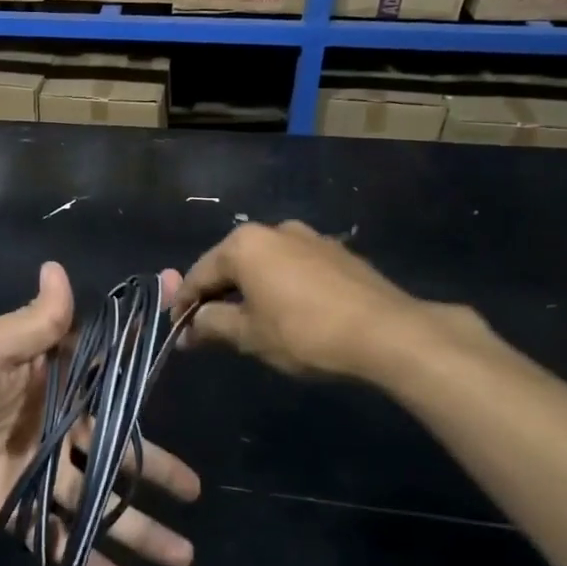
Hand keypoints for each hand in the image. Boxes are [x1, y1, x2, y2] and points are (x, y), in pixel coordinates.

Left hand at [0, 263, 200, 565]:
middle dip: (151, 470)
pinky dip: (81, 557)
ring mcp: (27, 466)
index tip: (182, 369)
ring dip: (131, 526)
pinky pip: (51, 532)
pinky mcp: (6, 506)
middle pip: (107, 446)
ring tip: (179, 556)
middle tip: (194, 493)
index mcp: (43, 377)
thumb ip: (33, 322)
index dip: (141, 380)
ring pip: (90, 497)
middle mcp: (44, 420)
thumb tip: (59, 267)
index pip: (103, 379)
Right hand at [174, 220, 484, 385]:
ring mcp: (309, 237)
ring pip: (263, 265)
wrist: (388, 333)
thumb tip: (189, 329)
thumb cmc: (304, 332)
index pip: (200, 274)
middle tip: (208, 329)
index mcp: (244, 244)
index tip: (178, 331)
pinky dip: (279, 287)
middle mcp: (273, 230)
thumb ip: (212, 325)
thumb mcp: (250, 335)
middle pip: (231, 264)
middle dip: (216, 296)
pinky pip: (293, 268)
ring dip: (249, 291)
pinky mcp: (337, 253)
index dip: (184, 305)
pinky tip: (286, 312)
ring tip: (248, 322)